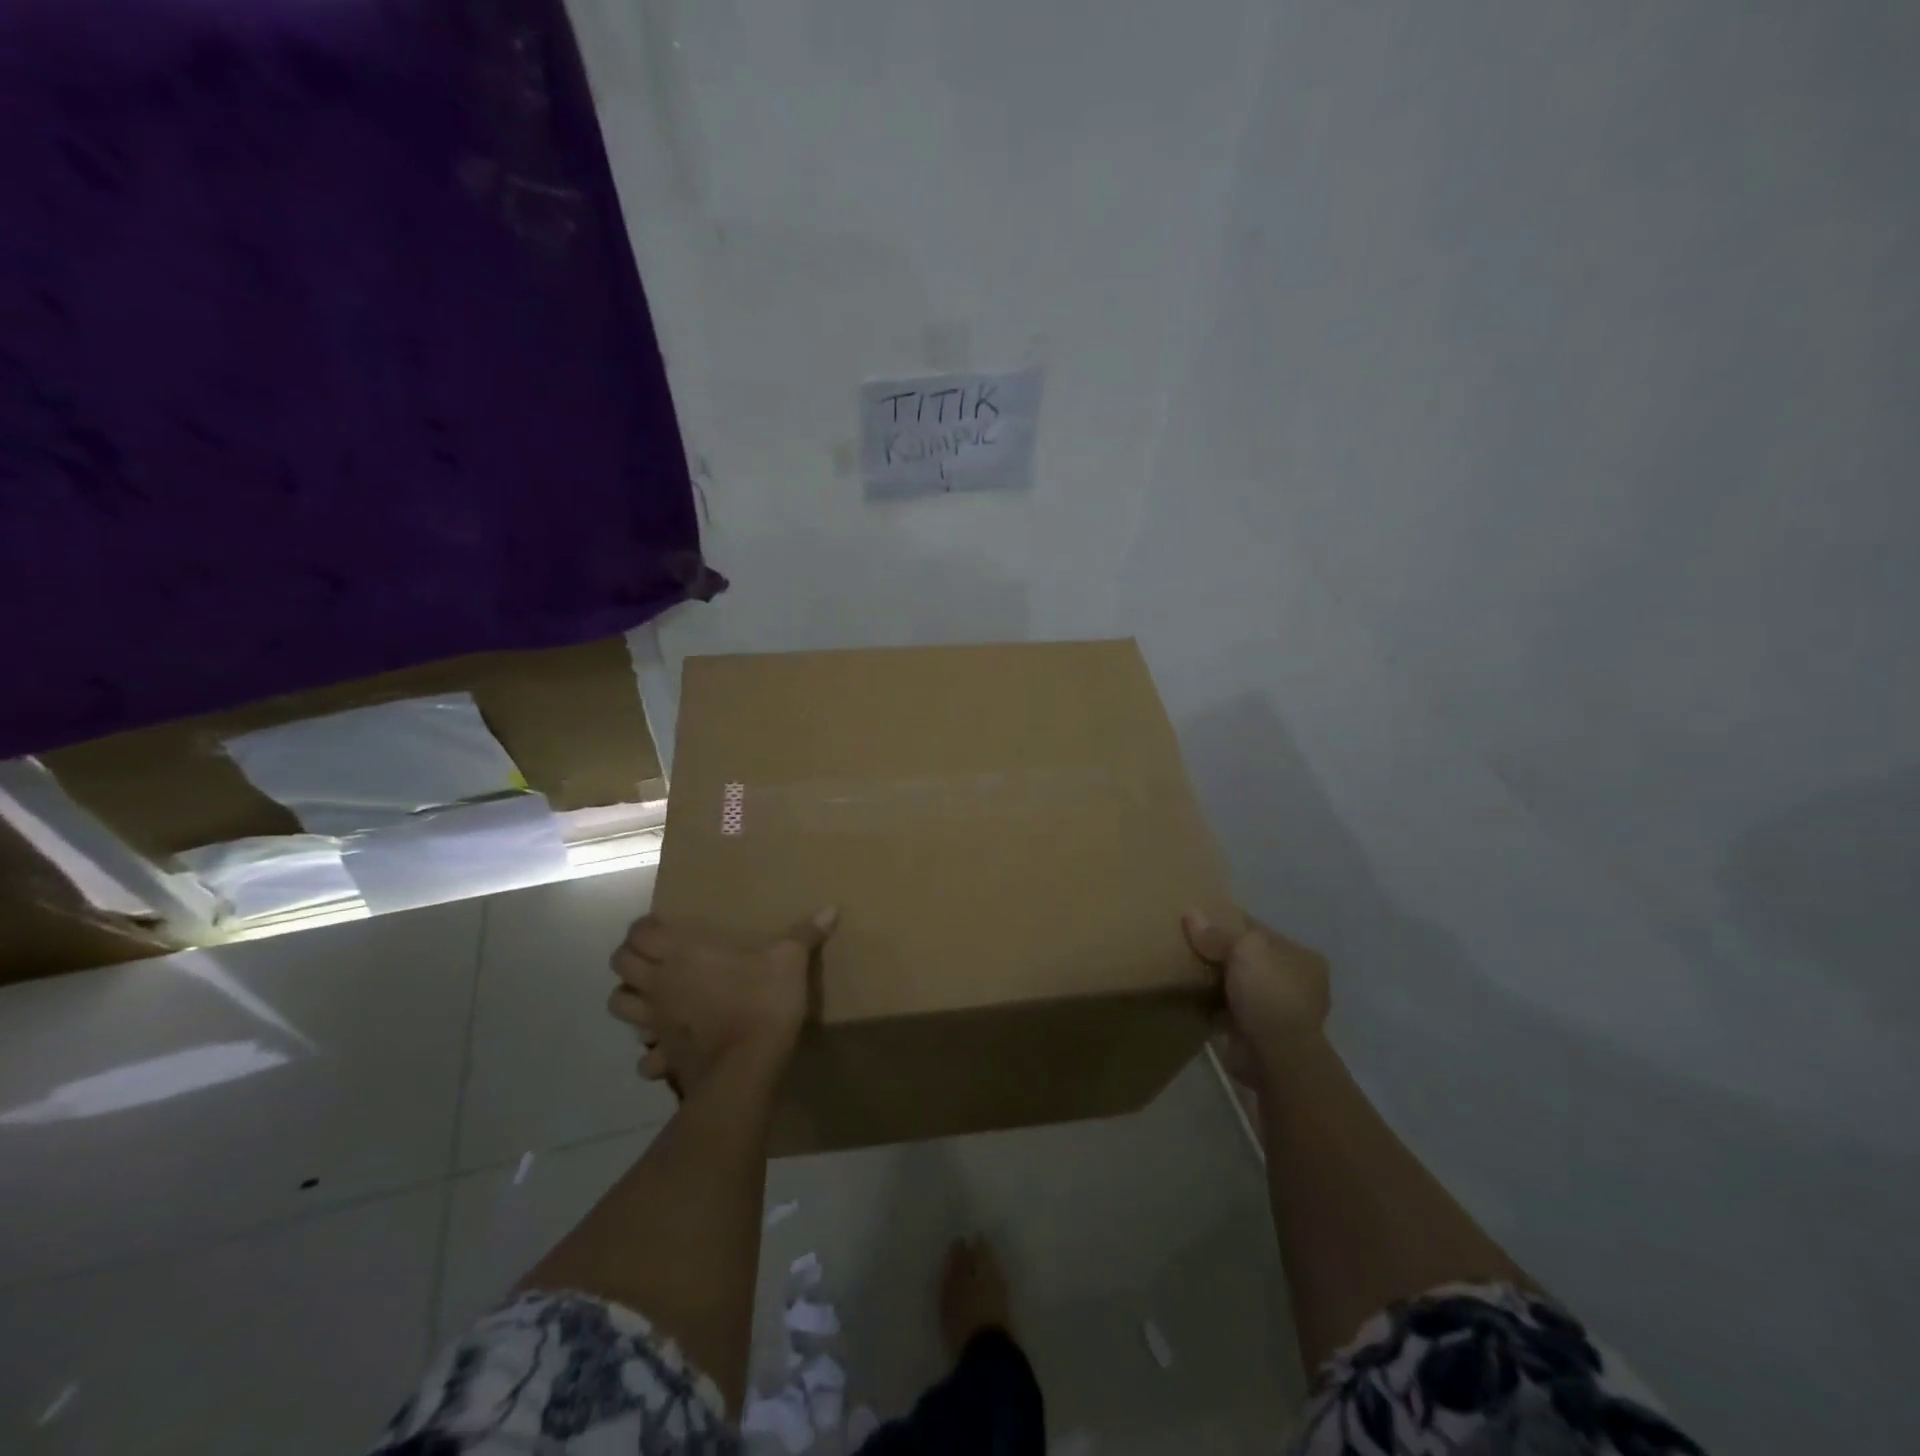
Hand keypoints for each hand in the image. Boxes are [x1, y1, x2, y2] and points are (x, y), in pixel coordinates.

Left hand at [606, 908, 837, 1093]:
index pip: (639, 932)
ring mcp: (655, 1023)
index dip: (644, 927)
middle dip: (631, 958)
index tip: (662, 926)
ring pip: (618, 1005)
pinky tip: (668, 1045)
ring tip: (654, 995)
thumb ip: (806, 934)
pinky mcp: (663, 1056)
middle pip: (619, 965)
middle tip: (656, 956)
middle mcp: (659, 984)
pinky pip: (643, 1055)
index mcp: (682, 954)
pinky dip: (649, 1049)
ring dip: (631, 998)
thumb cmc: (762, 1002)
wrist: (748, 1066)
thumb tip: (832, 908)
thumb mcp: (790, 961)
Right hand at [1183, 909, 1330, 1081]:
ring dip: (1214, 981)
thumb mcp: (1244, 948)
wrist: (1274, 1054)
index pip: (1259, 932)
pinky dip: (1209, 1005)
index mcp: (1301, 958)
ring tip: (1181, 967)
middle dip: (1219, 954)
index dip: (1230, 923)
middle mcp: (1293, 983)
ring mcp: (1275, 1011)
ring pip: (1236, 985)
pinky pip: (1225, 1010)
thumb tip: (1190, 914)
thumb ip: (1217, 933)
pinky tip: (1188, 995)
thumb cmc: (1269, 992)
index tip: (1198, 918)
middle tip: (1186, 944)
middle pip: (1247, 959)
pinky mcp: (1255, 1033)